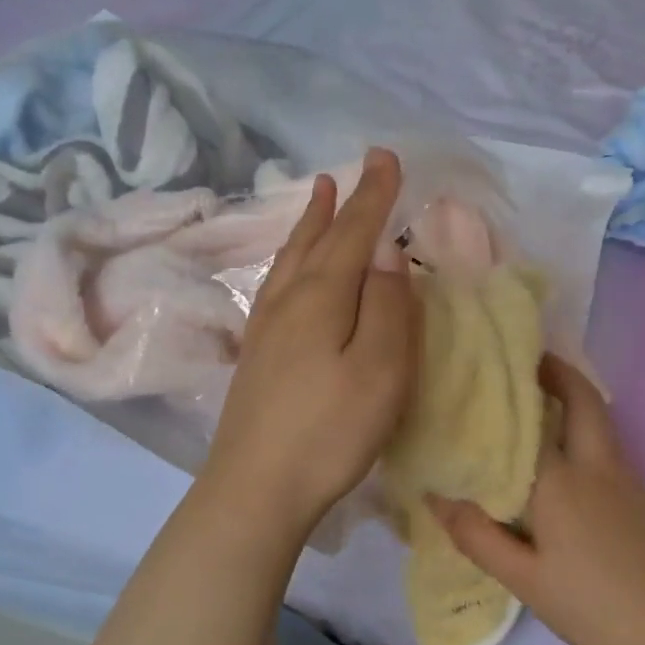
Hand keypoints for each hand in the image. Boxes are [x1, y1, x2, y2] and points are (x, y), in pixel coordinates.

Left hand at [204, 149, 419, 537]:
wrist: (256, 487)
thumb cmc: (330, 431)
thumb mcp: (380, 371)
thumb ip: (388, 308)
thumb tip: (387, 253)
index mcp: (322, 298)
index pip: (353, 234)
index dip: (374, 197)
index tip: (387, 158)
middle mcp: (288, 301)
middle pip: (317, 239)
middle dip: (342, 202)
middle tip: (356, 167)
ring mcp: (266, 328)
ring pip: (291, 258)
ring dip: (309, 223)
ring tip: (317, 194)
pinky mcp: (257, 354)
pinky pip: (278, 283)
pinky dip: (291, 258)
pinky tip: (290, 268)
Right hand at [427, 356, 644, 644]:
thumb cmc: (589, 606)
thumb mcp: (523, 579)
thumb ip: (477, 535)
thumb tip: (435, 498)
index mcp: (561, 481)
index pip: (529, 421)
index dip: (511, 393)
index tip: (491, 369)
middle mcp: (597, 465)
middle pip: (584, 400)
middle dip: (560, 373)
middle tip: (531, 363)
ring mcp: (628, 478)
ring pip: (601, 421)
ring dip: (575, 400)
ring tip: (540, 403)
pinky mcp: (644, 496)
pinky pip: (610, 446)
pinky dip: (587, 431)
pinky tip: (569, 459)